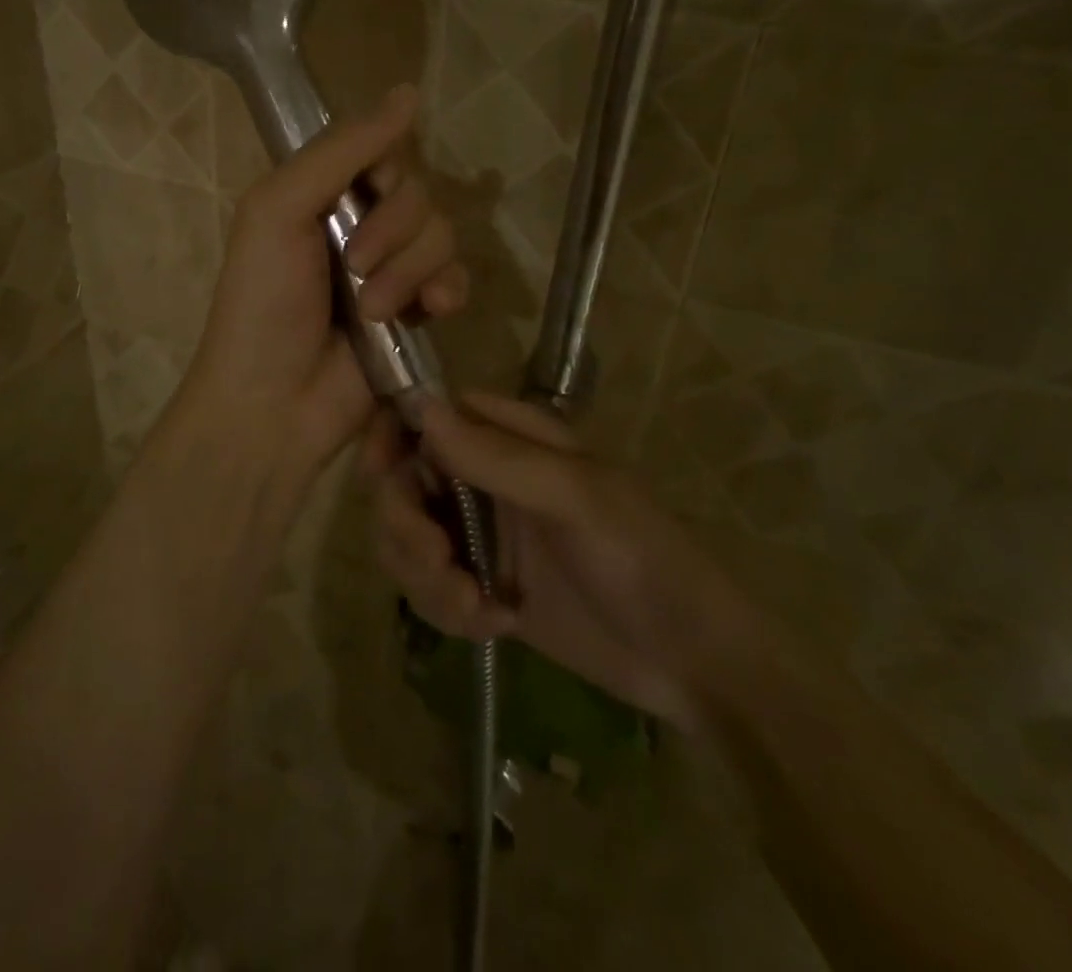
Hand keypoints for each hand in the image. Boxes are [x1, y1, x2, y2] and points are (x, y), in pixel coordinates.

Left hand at [175, 85, 468, 489]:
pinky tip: (432, 312)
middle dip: (393, 229)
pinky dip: (447, 290)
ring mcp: (391, 269)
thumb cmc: (262, 301)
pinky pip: (457, 278)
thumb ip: (341, 151)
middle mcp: (360, 223)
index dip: (386, 170)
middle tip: (355, 266)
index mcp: (321, 193)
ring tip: (372, 310)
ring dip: (409, 270)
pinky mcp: (417, 312)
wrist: (273, 401)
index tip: (368, 191)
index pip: (383, 151)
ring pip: (441, 234)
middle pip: (418, 193)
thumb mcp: (280, 209)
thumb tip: (407, 92)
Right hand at [364, 392, 760, 732]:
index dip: (394, 437)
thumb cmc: (643, 559)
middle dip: (407, 526)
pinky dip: (445, 608)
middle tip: (439, 564)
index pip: (429, 415)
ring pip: (406, 538)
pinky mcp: (479, 585)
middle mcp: (485, 477)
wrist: (691, 664)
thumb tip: (420, 407)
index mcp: (511, 437)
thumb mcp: (577, 499)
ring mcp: (481, 533)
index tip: (380, 476)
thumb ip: (497, 455)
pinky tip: (494, 626)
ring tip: (475, 609)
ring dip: (425, 577)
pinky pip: (427, 586)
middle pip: (404, 482)